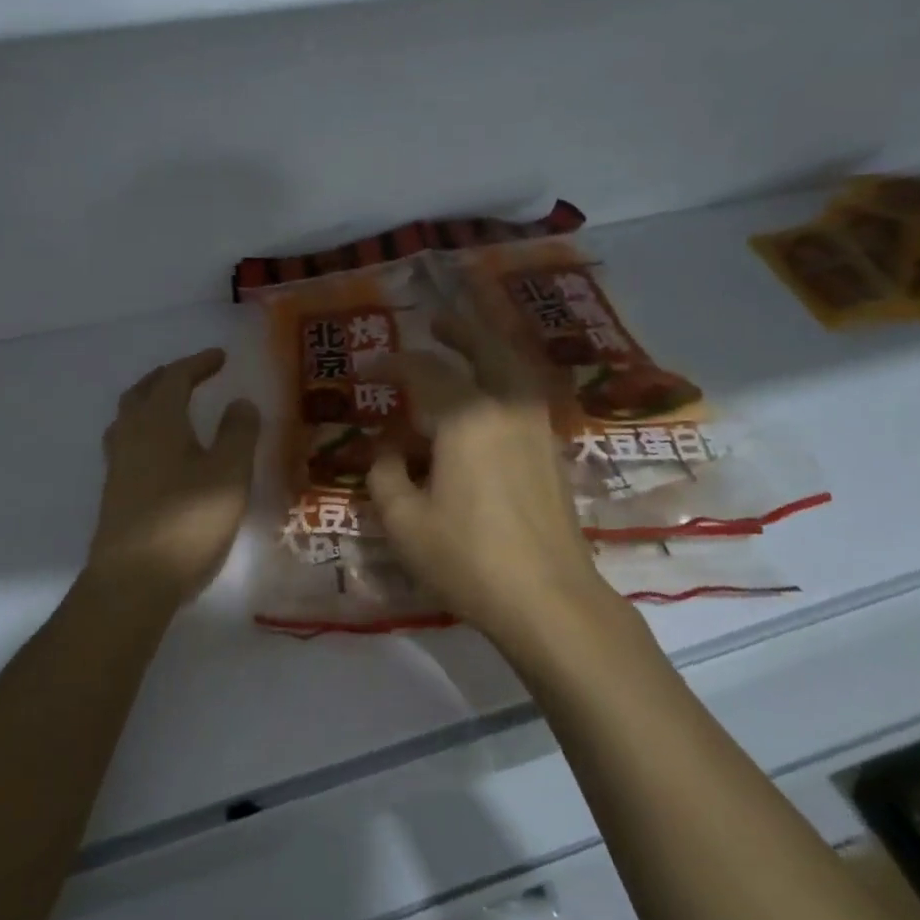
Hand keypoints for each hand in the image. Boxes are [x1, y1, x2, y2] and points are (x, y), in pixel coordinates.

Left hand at [88, 348, 261, 605]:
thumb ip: (238, 433)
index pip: (176, 377)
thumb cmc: (187, 522)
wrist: (133, 581)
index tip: (221, 357)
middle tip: (194, 373)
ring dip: (152, 400)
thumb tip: (240, 402)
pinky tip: (161, 450)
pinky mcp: (115, 490)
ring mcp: (118, 463)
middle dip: (170, 376)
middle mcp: (131, 434)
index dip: (198, 363)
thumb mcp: (229, 474)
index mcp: (158, 421)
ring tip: (175, 404)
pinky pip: (127, 440)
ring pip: (130, 415)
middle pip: (144, 390)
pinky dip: (146, 427)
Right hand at [366, 308, 624, 648]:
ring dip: (488, 349)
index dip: (391, 365)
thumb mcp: (404, 522)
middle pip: (485, 349)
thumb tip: (387, 450)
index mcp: (466, 418)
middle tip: (435, 321)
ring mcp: (536, 427)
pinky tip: (492, 394)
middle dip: (458, 331)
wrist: (549, 598)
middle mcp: (506, 408)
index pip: (424, 372)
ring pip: (514, 368)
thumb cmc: (468, 559)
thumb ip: (386, 475)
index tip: (367, 369)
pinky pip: (525, 394)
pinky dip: (506, 378)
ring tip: (467, 345)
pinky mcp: (552, 450)